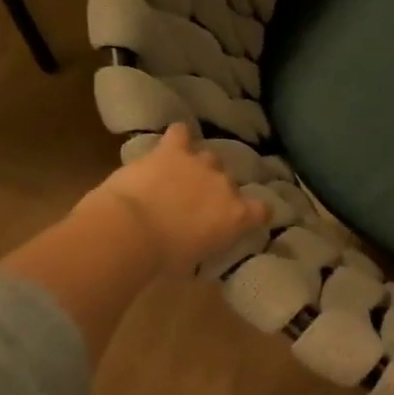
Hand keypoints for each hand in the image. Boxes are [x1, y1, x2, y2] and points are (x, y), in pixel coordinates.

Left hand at [83, 124, 269, 275]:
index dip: (255, 213)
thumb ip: (205, 245)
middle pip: (229, 183)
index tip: (246, 218)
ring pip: (209, 157)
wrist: (131, 231)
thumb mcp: (193, 261)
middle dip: (216, 192)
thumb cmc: (162, 258)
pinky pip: (181, 133)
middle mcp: (225, 185)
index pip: (262, 210)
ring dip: (198, 167)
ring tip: (180, 178)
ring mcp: (200, 164)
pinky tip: (171, 144)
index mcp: (236, 216)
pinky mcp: (172, 150)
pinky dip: (178, 137)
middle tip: (196, 206)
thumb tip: (198, 243)